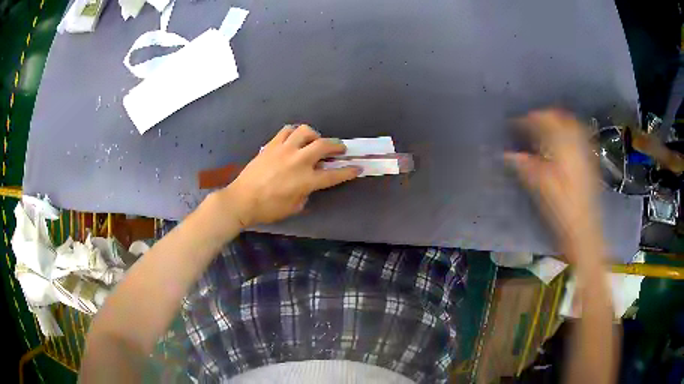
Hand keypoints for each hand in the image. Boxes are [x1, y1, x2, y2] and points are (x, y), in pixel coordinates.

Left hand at [220, 124, 360, 227]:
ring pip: (305, 131)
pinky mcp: (272, 145)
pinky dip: (294, 132)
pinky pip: (286, 130)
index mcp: (307, 180)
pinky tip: (295, 138)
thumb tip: (307, 185)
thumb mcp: (293, 207)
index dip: (348, 171)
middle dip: (337, 146)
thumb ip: (305, 194)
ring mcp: (285, 150)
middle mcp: (299, 161)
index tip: (357, 167)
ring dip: (315, 135)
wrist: (242, 200)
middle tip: (339, 149)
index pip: (334, 174)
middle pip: (324, 146)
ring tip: (314, 141)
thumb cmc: (268, 209)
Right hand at [505, 109, 602, 260]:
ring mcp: (586, 152)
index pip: (543, 121)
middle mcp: (577, 143)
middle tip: (528, 124)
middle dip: (543, 116)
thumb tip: (506, 154)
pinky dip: (567, 134)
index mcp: (563, 146)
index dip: (526, 120)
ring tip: (543, 131)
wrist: (584, 231)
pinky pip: (579, 137)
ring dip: (556, 123)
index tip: (513, 125)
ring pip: (571, 125)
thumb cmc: (561, 210)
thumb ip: (524, 165)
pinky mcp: (590, 162)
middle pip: (559, 117)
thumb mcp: (540, 187)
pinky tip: (560, 144)